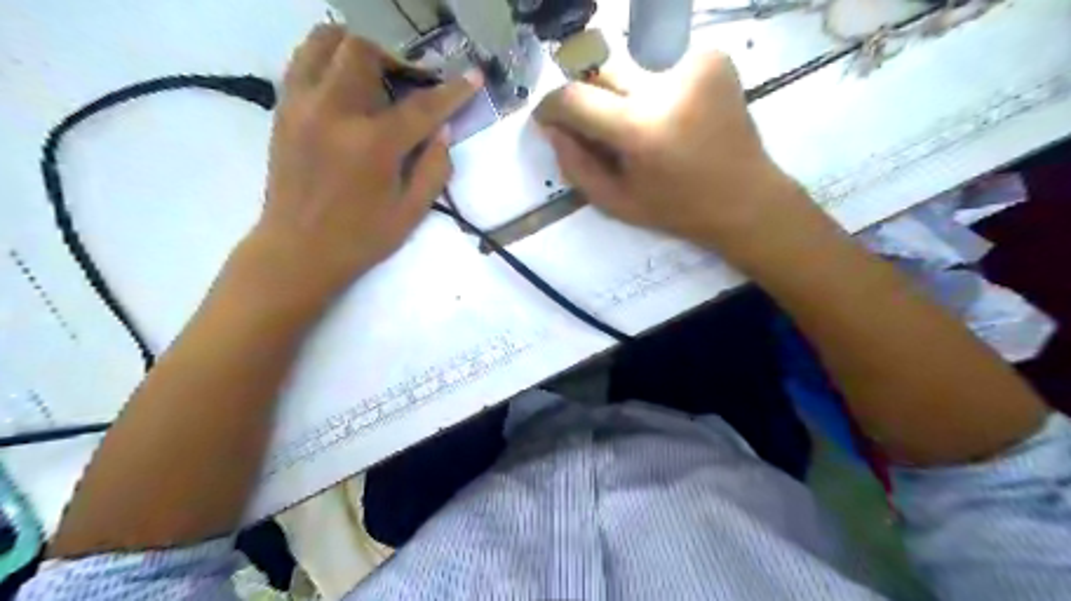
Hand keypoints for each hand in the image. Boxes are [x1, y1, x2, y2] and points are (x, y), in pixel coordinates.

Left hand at [245, 23, 478, 303]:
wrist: (297, 251)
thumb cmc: (361, 238)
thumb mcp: (411, 212)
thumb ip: (434, 168)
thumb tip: (443, 131)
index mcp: (374, 144)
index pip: (422, 106)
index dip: (453, 91)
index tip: (473, 76)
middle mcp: (334, 112)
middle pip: (363, 52)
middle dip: (395, 61)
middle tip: (408, 85)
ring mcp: (302, 106)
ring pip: (324, 42)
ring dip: (356, 50)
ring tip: (374, 76)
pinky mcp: (282, 110)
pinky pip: (303, 62)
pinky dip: (329, 62)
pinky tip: (346, 89)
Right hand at [536, 51, 821, 267]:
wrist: (745, 198)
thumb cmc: (677, 209)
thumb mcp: (615, 202)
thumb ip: (574, 165)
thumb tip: (551, 128)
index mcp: (640, 128)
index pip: (574, 97)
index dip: (551, 106)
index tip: (547, 118)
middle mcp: (665, 84)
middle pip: (601, 72)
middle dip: (589, 97)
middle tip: (599, 127)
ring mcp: (693, 63)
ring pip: (629, 66)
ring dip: (621, 92)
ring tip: (640, 125)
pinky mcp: (712, 57)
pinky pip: (659, 63)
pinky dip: (652, 86)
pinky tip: (668, 113)